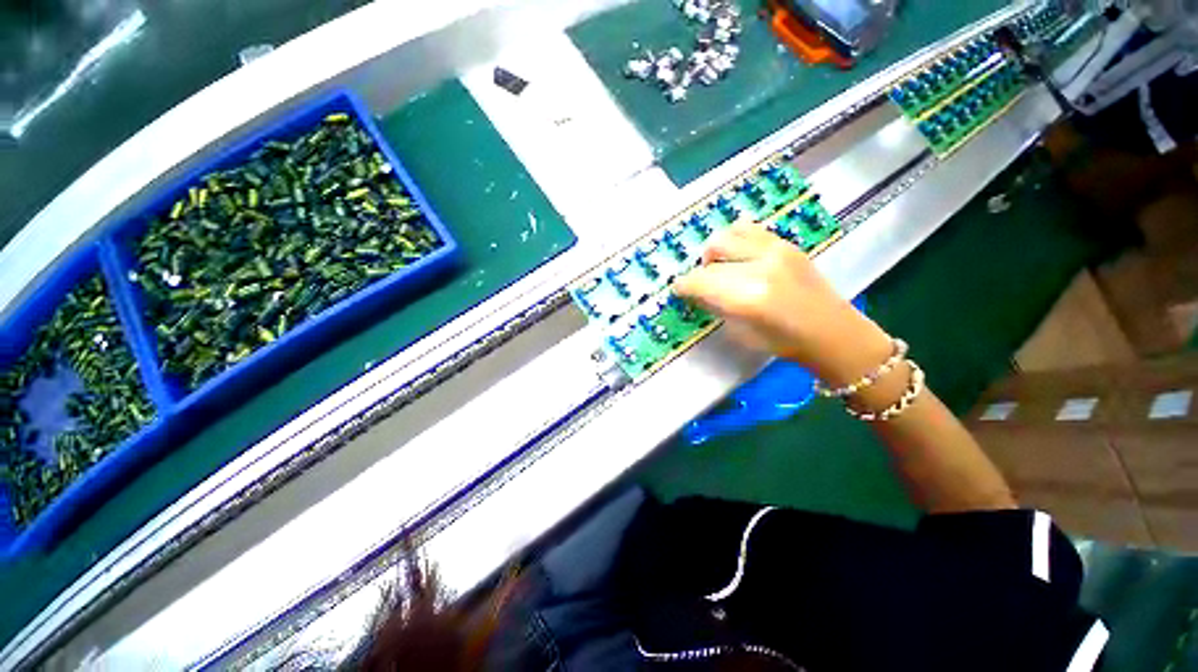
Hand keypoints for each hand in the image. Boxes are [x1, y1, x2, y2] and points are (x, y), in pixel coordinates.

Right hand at [673, 224, 892, 387]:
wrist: (832, 333)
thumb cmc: (784, 343)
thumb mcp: (740, 333)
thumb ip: (716, 307)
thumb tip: (697, 292)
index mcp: (748, 297)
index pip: (701, 281)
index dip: (684, 285)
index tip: (678, 290)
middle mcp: (760, 266)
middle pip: (713, 255)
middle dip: (700, 271)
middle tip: (702, 284)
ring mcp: (776, 250)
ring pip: (728, 234)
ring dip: (716, 250)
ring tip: (719, 266)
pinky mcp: (786, 244)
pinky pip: (749, 230)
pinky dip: (734, 240)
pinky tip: (737, 256)